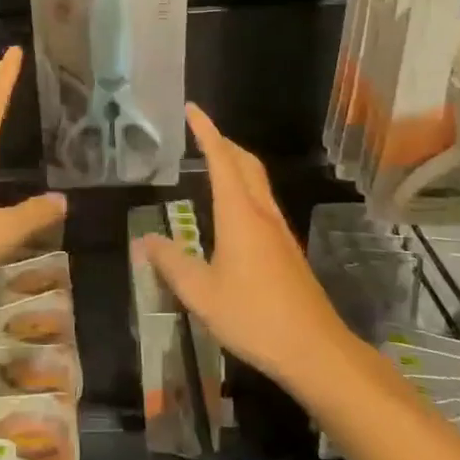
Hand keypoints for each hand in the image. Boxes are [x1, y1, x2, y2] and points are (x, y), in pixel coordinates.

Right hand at [137, 104, 348, 388]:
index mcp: (240, 214)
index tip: (192, 109)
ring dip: (236, 163)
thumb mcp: (201, 293)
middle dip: (223, 142)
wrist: (315, 350)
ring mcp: (279, 231)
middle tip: (200, 133)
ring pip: (257, 181)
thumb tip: (144, 240)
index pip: (221, 159)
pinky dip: (243, 187)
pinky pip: (262, 201)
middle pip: (245, 163)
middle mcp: (262, 214)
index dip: (206, 132)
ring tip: (213, 162)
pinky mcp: (286, 250)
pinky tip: (232, 210)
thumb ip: (171, 263)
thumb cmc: (254, 316)